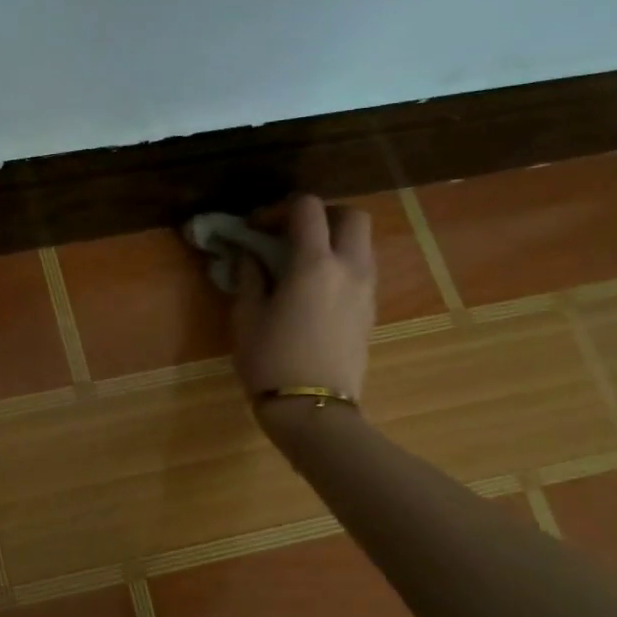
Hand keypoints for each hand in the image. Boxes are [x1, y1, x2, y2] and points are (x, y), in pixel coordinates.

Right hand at [229, 195, 376, 403]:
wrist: (312, 407)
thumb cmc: (270, 359)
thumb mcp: (246, 315)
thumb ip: (249, 276)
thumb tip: (249, 254)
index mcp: (314, 264)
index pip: (307, 209)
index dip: (279, 209)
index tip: (256, 227)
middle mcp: (349, 268)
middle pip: (351, 216)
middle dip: (321, 215)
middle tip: (290, 232)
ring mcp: (367, 290)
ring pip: (361, 243)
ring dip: (333, 239)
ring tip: (300, 260)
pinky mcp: (371, 310)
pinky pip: (361, 269)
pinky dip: (340, 263)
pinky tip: (313, 287)